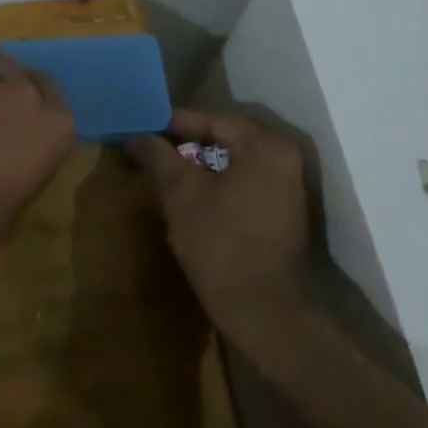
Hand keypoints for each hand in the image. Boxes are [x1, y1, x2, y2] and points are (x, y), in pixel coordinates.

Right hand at [128, 109, 313, 325]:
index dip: (174, 122)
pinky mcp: (285, 211)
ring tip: (167, 170)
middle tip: (152, 148)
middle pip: (227, 137)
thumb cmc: (219, 242)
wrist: (261, 308)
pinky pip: (247, 181)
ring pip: (237, 161)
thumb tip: (137, 136)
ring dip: (202, 163)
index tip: (143, 129)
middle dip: (187, 142)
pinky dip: (220, 181)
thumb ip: (159, 157)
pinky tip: (193, 193)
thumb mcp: (181, 194)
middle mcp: (285, 158)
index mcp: (264, 146)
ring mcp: (289, 186)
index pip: (213, 119)